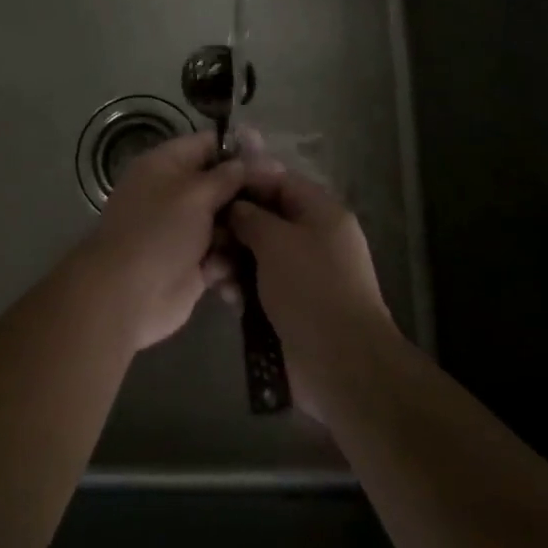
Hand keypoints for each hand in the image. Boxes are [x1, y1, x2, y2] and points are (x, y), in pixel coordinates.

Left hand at [81, 130, 256, 351]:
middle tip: (280, 202)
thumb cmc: (159, 232)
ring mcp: (184, 229)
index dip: (239, 149)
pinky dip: (232, 262)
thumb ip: (228, 176)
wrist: (126, 296)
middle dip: (248, 194)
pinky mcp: (194, 263)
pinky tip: (243, 269)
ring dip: (243, 231)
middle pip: (221, 184)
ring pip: (227, 221)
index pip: (207, 144)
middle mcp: (175, 193)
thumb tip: (257, 160)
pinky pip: (223, 254)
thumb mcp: (195, 194)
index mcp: (166, 165)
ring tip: (265, 238)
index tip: (272, 159)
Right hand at [225, 164, 394, 421]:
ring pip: (258, 254)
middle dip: (232, 228)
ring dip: (231, 260)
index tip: (214, 188)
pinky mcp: (292, 306)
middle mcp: (315, 239)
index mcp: (322, 213)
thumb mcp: (276, 241)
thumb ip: (250, 216)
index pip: (280, 182)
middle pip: (265, 219)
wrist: (342, 365)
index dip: (247, 181)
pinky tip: (226, 298)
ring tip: (211, 275)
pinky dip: (242, 287)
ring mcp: (304, 275)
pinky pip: (260, 285)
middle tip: (206, 239)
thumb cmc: (310, 288)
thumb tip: (236, 207)